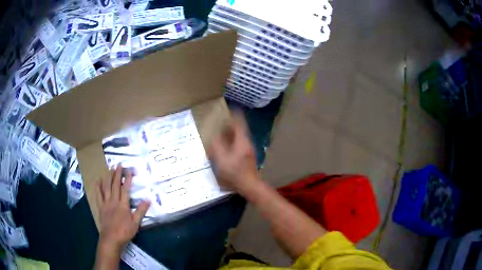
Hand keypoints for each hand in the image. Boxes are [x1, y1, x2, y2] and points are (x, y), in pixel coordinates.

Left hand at [95, 165, 149, 251]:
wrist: (111, 238)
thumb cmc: (124, 231)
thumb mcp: (136, 223)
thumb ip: (141, 211)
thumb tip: (148, 199)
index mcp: (123, 204)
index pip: (126, 189)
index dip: (128, 179)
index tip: (130, 170)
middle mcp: (113, 201)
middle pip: (115, 185)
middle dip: (117, 174)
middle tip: (118, 164)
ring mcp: (106, 203)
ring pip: (106, 187)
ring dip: (108, 177)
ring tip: (110, 169)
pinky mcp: (100, 206)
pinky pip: (98, 194)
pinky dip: (98, 187)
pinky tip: (98, 180)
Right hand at [208, 111, 258, 190]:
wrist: (248, 185)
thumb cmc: (234, 171)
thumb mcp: (221, 158)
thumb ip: (216, 145)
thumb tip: (214, 137)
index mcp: (242, 140)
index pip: (240, 122)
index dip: (235, 114)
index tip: (229, 109)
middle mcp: (247, 143)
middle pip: (240, 129)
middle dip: (231, 124)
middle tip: (221, 122)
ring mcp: (249, 150)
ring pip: (240, 137)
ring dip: (231, 133)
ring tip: (221, 133)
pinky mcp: (248, 157)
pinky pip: (240, 144)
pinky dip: (233, 141)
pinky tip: (226, 147)